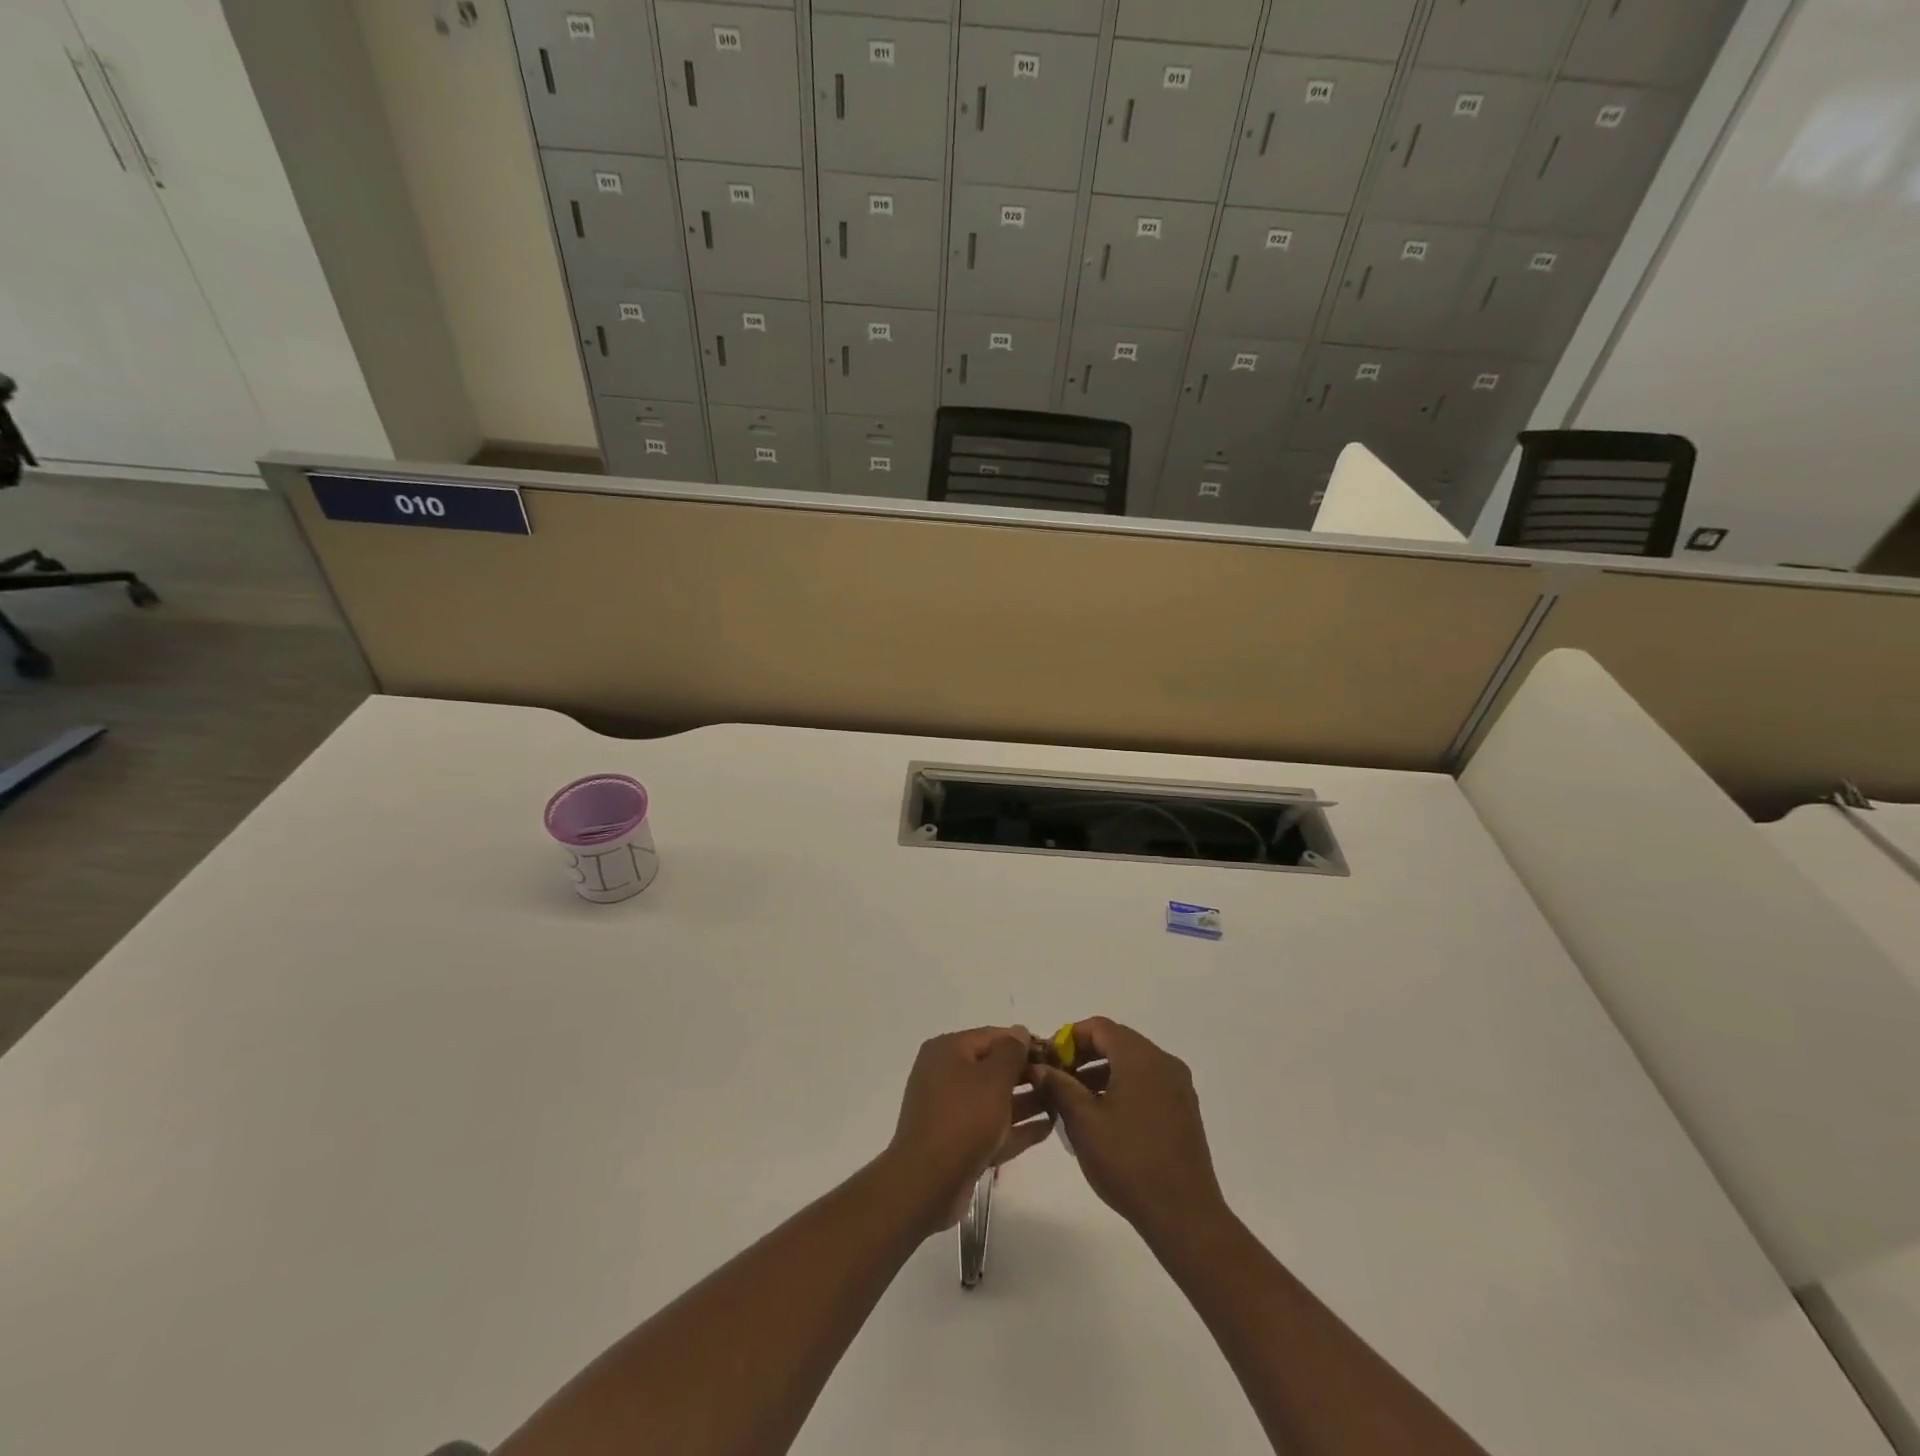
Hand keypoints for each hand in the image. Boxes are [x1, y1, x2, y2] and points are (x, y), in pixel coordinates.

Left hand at [885, 1026, 1053, 1233]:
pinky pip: (992, 1126)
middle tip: (1061, 1079)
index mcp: (947, 1050)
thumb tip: (1020, 1031)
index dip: (1024, 1042)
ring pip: (994, 1099)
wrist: (927, 1183)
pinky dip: (1016, 1127)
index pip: (992, 1036)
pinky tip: (1048, 1127)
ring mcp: (950, 1110)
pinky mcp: (958, 1142)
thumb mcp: (993, 1078)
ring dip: (1026, 1100)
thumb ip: (1011, 1052)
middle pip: (993, 1067)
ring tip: (1061, 1102)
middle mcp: (945, 1074)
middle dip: (1027, 1073)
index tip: (1055, 1053)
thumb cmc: (963, 1119)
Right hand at [1029, 1018, 1227, 1243]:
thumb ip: (1058, 1086)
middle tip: (1057, 1078)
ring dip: (1101, 1072)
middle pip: (1117, 1041)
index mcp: (1141, 1058)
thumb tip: (1039, 1067)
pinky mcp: (1184, 1110)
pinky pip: (1147, 1083)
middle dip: (1084, 1055)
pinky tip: (1104, 1116)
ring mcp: (1178, 1087)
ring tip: (1075, 1100)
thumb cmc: (1128, 1162)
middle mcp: (1164, 1063)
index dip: (1069, 1038)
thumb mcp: (1083, 1122)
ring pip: (1132, 1063)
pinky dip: (1122, 1087)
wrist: (1184, 1216)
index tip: (1048, 1060)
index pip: (1099, 1027)